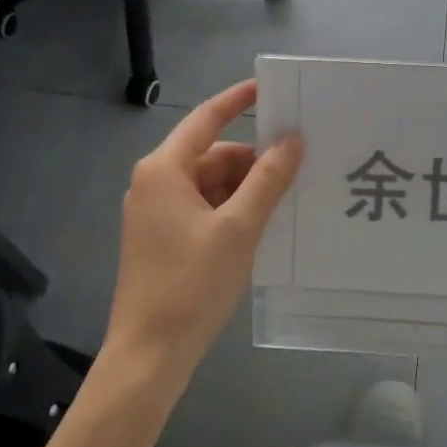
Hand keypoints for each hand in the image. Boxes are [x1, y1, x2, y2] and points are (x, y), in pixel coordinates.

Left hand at [103, 79, 301, 393]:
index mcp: (164, 170)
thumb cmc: (191, 285)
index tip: (271, 89)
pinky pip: (204, 208)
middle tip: (299, 163)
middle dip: (253, 159)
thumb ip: (267, 179)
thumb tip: (291, 139)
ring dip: (246, 188)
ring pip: (210, 184)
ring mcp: (156, 213)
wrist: (147, 357)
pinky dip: (232, 210)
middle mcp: (155, 183)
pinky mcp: (162, 239)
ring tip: (289, 197)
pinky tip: (264, 224)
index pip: (207, 118)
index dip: (238, 100)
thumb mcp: (239, 228)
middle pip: (212, 155)